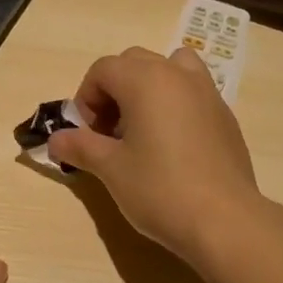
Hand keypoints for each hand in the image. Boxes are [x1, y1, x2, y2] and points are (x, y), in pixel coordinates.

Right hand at [47, 47, 265, 266]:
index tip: (85, 134)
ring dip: (148, 89)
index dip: (85, 98)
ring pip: (171, 70)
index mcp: (147, 80)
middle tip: (109, 133)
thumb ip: (81, 147)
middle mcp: (179, 75)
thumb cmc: (160, 190)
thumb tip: (56, 140)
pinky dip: (174, 106)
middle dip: (114, 91)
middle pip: (135, 63)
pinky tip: (172, 148)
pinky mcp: (226, 117)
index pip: (104, 69)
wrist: (224, 220)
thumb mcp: (111, 169)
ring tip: (142, 130)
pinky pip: (193, 94)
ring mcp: (208, 93)